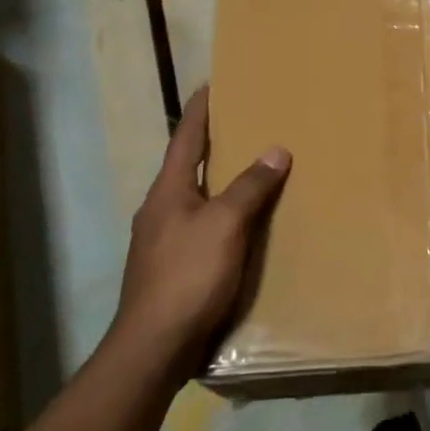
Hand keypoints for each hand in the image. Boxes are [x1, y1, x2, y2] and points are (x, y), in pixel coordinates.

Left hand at [113, 86, 290, 375]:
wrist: (153, 348)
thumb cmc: (187, 276)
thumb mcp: (225, 225)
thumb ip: (250, 187)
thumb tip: (276, 150)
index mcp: (168, 190)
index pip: (186, 136)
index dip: (200, 109)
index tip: (213, 83)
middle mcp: (159, 209)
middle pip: (187, 165)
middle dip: (213, 143)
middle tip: (244, 123)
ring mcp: (161, 240)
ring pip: (194, 197)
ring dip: (218, 181)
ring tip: (250, 170)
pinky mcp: (170, 268)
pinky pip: (200, 226)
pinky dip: (221, 214)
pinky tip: (241, 225)